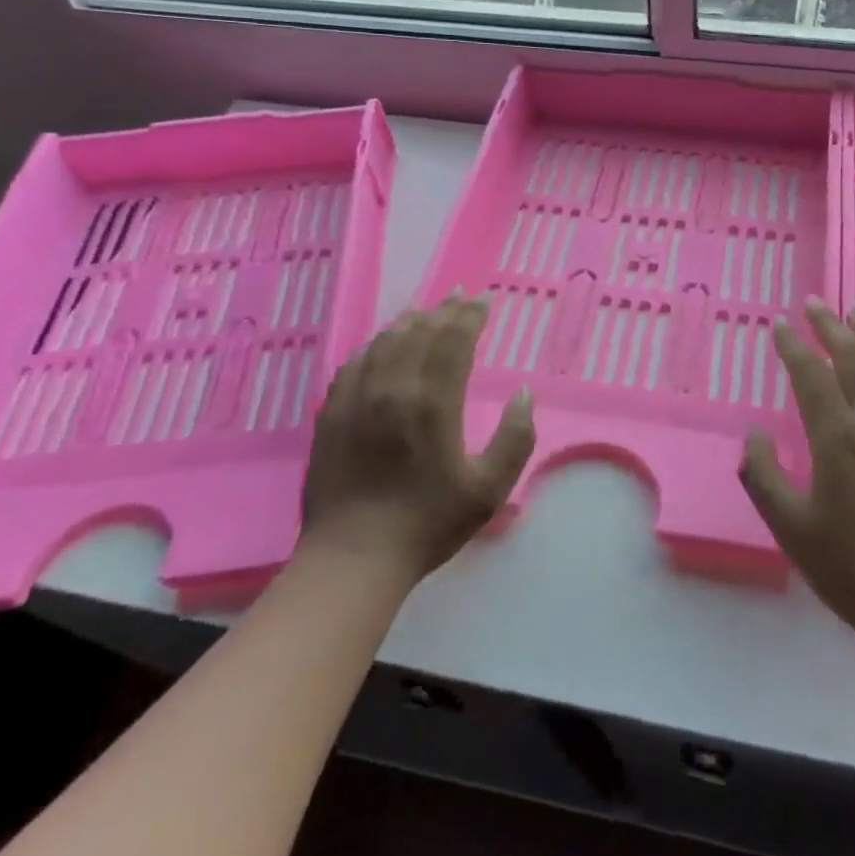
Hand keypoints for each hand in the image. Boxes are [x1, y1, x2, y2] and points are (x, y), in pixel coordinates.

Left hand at [301, 295, 535, 583]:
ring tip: (426, 313)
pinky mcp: (331, 413)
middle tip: (460, 297)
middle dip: (444, 310)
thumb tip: (522, 394)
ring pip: (385, 341)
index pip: (452, 340)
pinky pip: (355, 363)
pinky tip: (382, 345)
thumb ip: (515, 439)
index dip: (469, 316)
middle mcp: (392, 388)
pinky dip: (375, 345)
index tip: (483, 300)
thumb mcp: (489, 489)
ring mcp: (356, 398)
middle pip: (419, 332)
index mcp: (432, 402)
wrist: (353, 558)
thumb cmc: (428, 524)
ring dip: (410, 322)